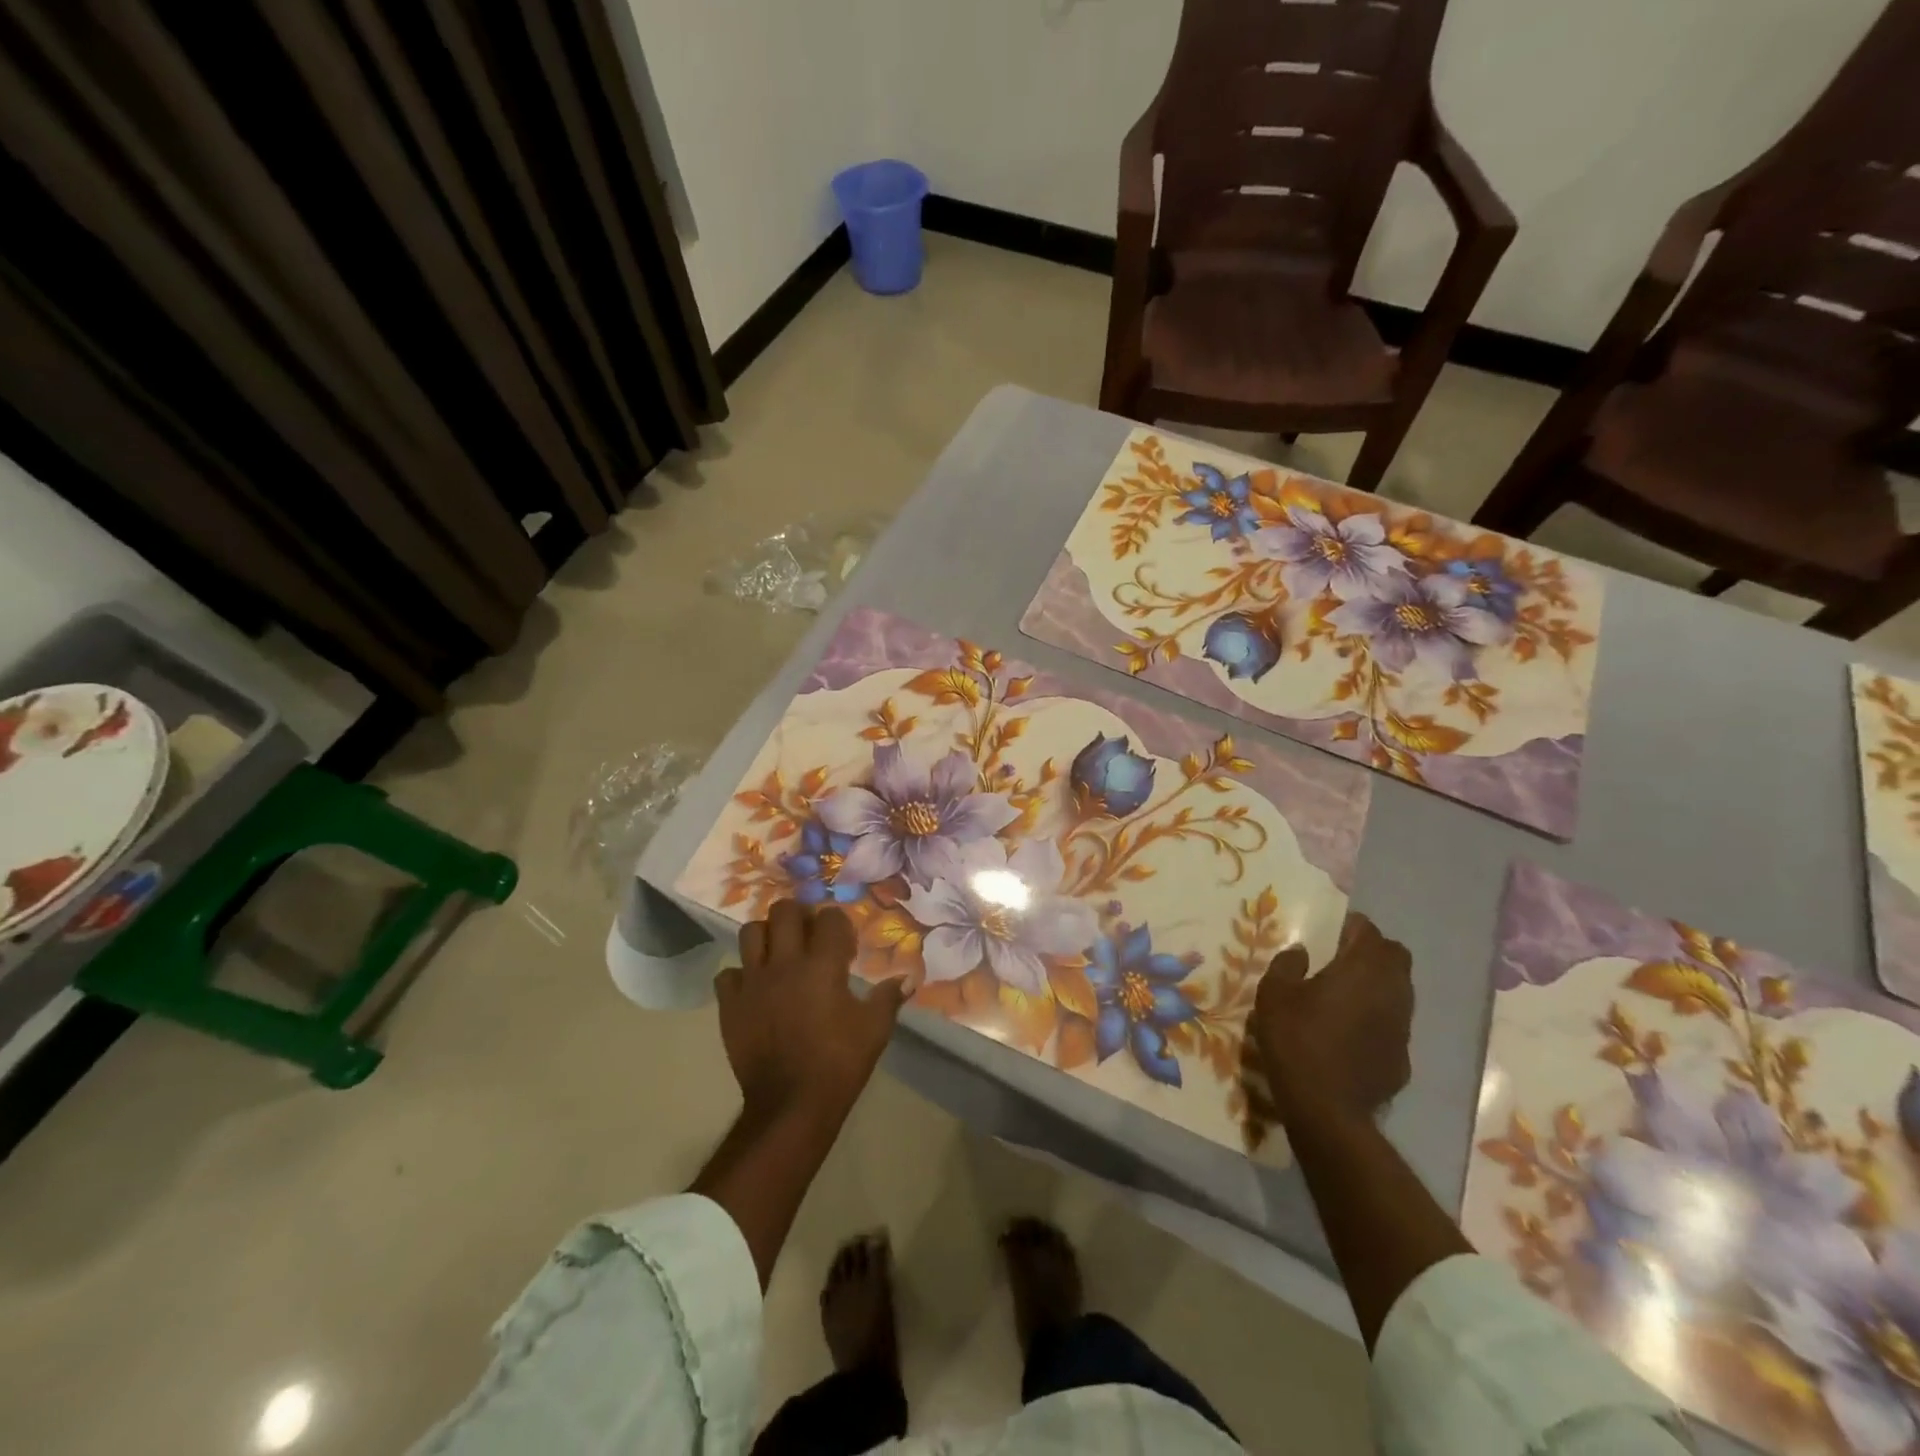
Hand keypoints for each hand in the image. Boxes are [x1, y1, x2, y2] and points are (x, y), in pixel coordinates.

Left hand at [717, 900, 906, 1124]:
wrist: (791, 1105)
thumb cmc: (839, 1063)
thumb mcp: (874, 1029)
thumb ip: (889, 997)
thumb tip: (908, 978)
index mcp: (823, 965)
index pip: (830, 918)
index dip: (839, 925)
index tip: (844, 946)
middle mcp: (785, 963)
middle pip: (784, 911)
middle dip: (799, 915)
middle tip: (808, 934)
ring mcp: (753, 982)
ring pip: (750, 932)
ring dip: (767, 936)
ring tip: (779, 952)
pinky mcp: (730, 1005)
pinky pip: (728, 974)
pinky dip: (741, 975)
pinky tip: (755, 989)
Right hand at [1250, 912, 1412, 1125]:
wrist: (1327, 1109)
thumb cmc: (1297, 1040)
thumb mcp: (1274, 994)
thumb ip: (1287, 964)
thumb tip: (1301, 952)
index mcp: (1363, 968)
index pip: (1368, 930)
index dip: (1349, 927)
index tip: (1328, 933)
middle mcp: (1392, 991)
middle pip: (1395, 956)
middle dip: (1372, 951)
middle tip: (1340, 959)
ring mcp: (1403, 1026)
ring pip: (1399, 990)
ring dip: (1377, 984)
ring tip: (1343, 995)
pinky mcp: (1402, 1056)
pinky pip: (1393, 1023)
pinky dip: (1377, 1018)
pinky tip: (1349, 1033)